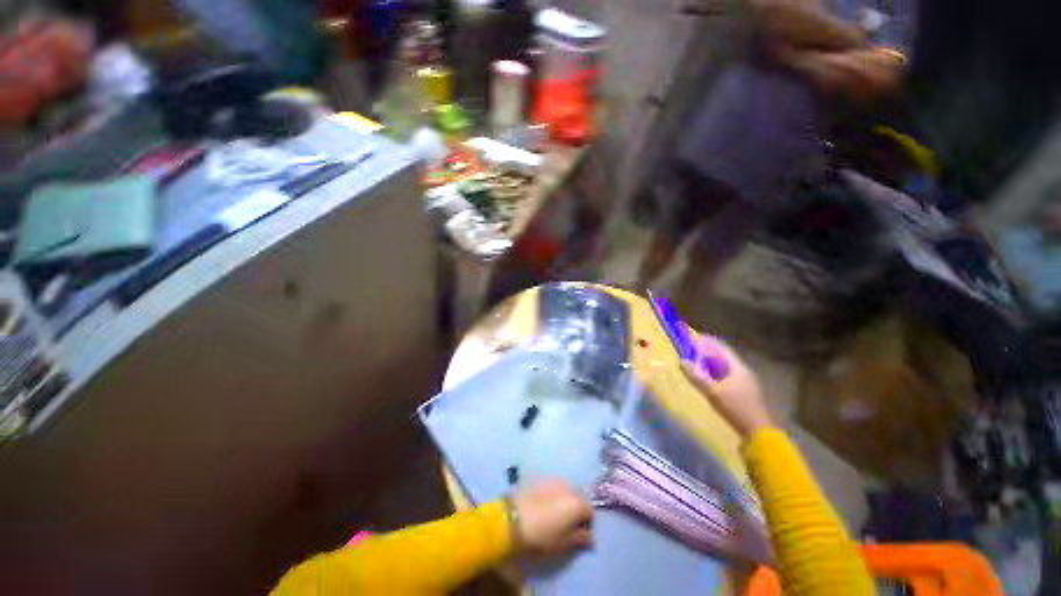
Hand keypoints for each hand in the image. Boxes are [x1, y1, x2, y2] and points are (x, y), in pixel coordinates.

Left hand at [511, 479, 593, 555]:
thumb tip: (590, 537)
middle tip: (568, 524)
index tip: (580, 534)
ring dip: (565, 500)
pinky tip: (544, 506)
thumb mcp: (563, 543)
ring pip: (566, 490)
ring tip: (555, 514)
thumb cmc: (542, 535)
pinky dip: (554, 495)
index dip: (587, 524)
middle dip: (577, 509)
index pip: (590, 511)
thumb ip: (580, 538)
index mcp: (577, 503)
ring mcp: (554, 480)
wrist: (514, 518)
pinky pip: (553, 487)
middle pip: (579, 497)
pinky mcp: (541, 479)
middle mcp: (569, 487)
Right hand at [679, 330, 774, 438]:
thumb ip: (697, 376)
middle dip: (708, 352)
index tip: (694, 337)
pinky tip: (709, 379)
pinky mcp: (745, 392)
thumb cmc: (735, 407)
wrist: (758, 431)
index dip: (708, 341)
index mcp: (738, 368)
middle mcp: (744, 371)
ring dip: (712, 363)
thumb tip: (681, 361)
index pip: (722, 348)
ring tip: (697, 363)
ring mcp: (746, 382)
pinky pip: (728, 376)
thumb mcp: (713, 392)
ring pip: (726, 367)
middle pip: (724, 356)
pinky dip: (716, 373)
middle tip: (692, 350)